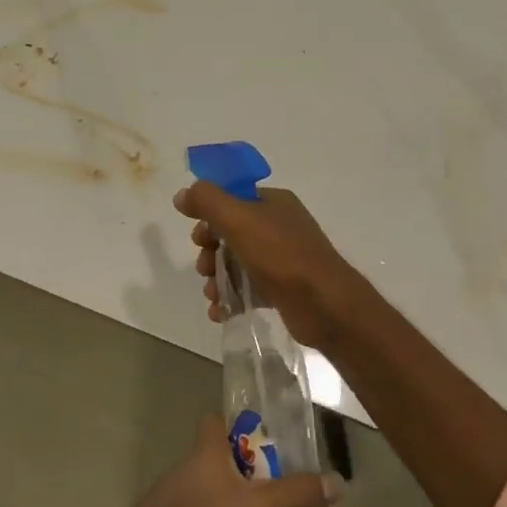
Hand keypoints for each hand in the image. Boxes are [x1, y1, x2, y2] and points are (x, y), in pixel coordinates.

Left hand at [103, 415, 341, 506]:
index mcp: (206, 451)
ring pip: (216, 490)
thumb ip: (293, 495)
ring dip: (240, 501)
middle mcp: (190, 467)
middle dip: (250, 470)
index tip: (269, 438)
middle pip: (222, 458)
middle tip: (282, 487)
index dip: (239, 424)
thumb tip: (337, 482)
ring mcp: (178, 497)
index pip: (216, 421)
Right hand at [173, 181, 365, 348]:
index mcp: (273, 202)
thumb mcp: (238, 218)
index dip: (210, 216)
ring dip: (217, 279)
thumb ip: (207, 201)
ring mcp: (282, 259)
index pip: (232, 200)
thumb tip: (182, 194)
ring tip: (212, 295)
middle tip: (205, 268)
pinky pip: (248, 289)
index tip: (198, 237)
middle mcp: (279, 226)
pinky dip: (231, 299)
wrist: (324, 304)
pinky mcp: (282, 289)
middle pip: (230, 233)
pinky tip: (220, 312)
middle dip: (210, 252)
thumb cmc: (280, 254)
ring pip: (237, 263)